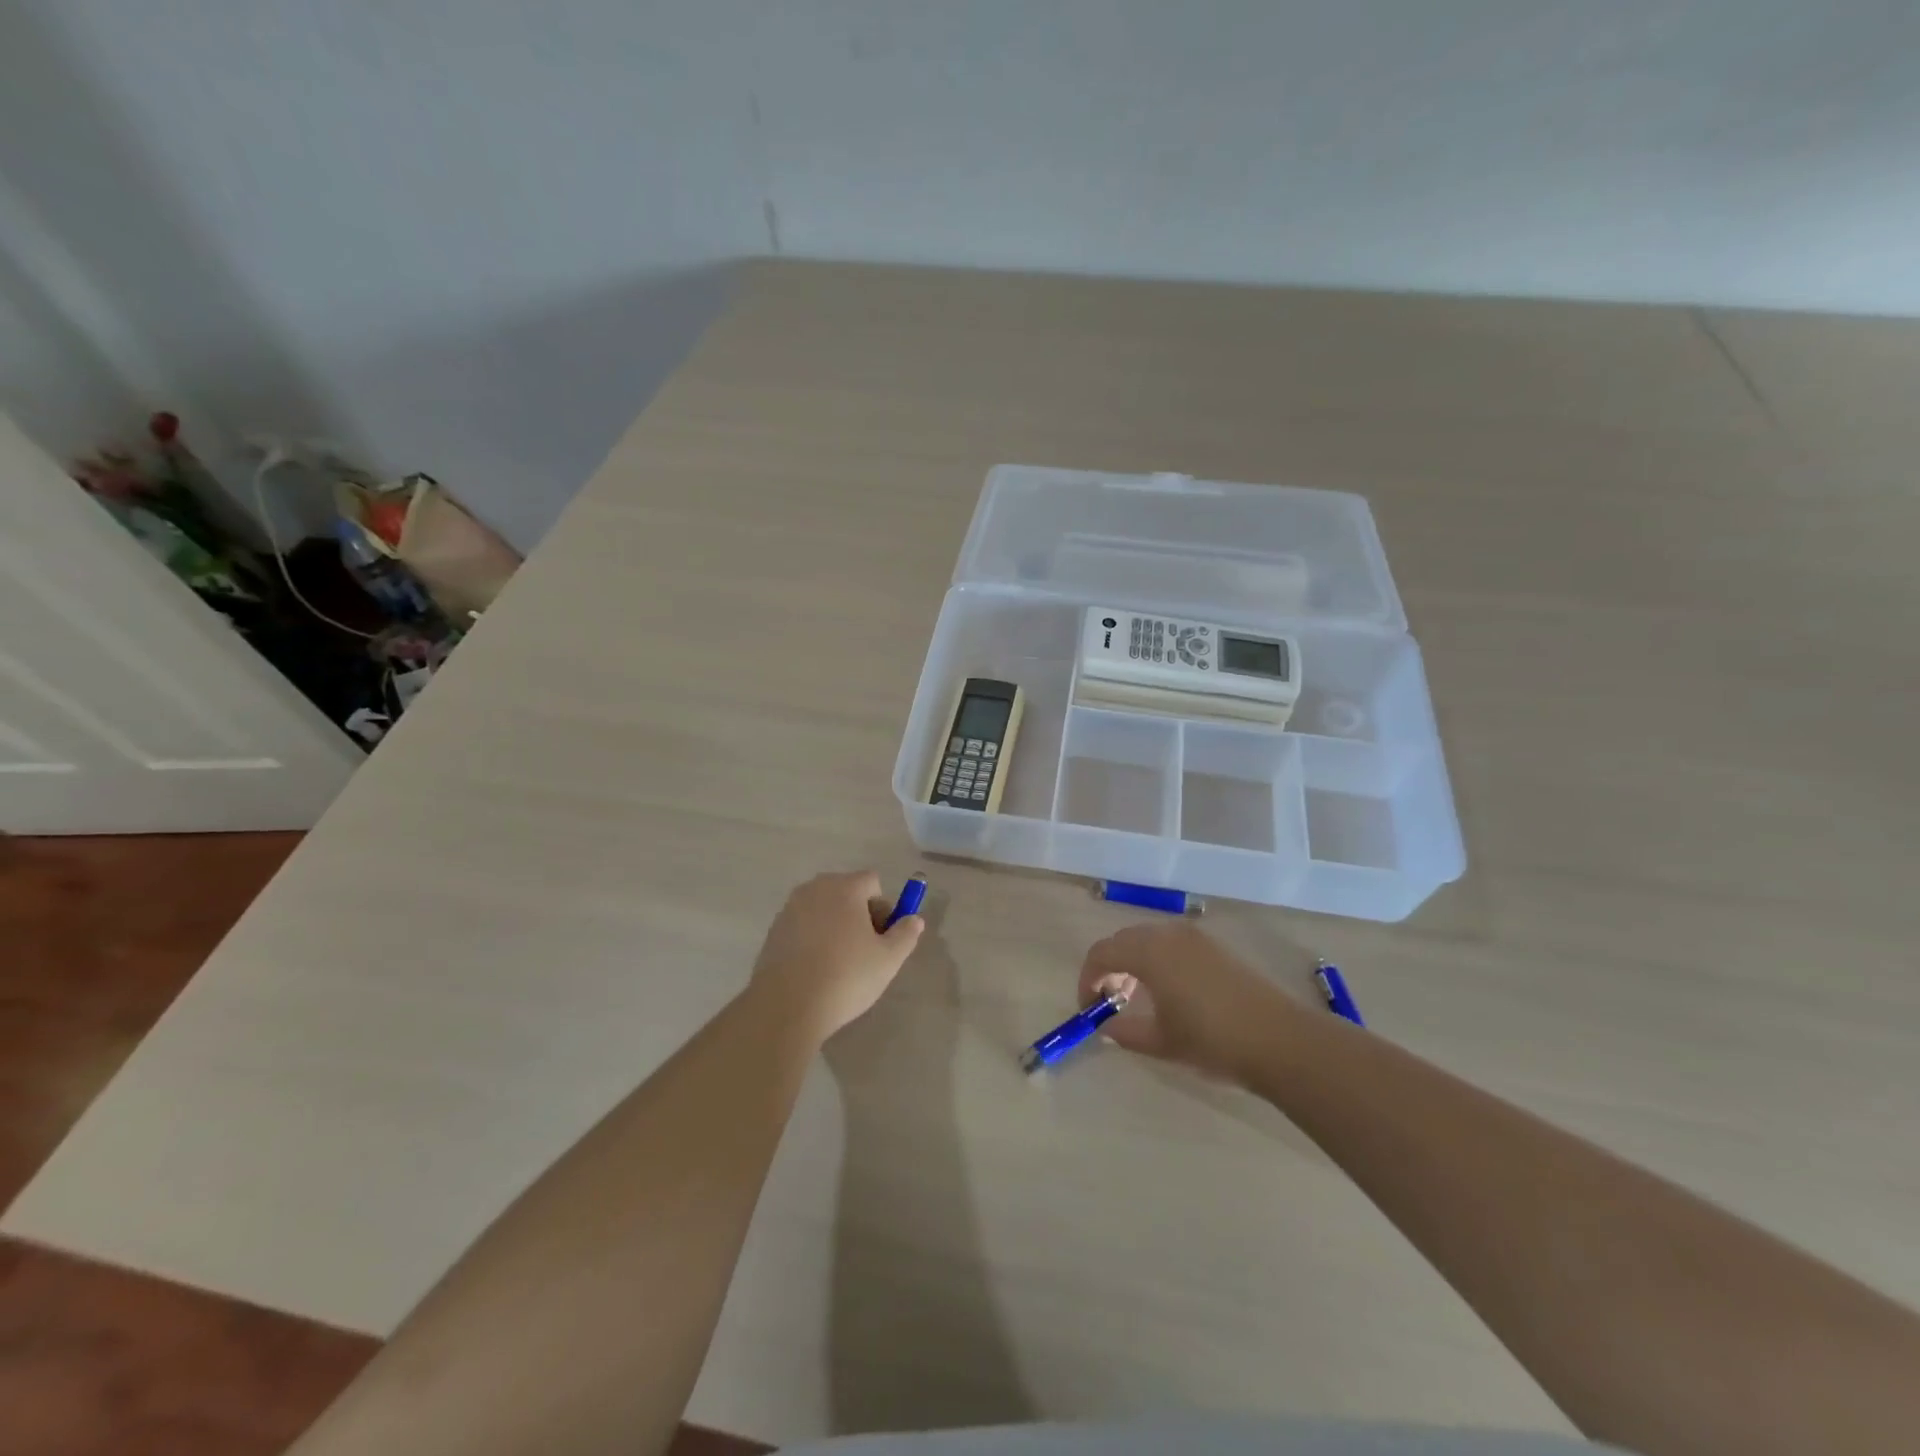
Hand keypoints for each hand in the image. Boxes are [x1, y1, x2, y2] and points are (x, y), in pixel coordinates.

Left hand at [749, 871, 924, 1042]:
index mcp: (844, 888)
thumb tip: (913, 919)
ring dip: (836, 926)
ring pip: (824, 909)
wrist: (786, 1007)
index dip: (883, 908)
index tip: (883, 938)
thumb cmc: (845, 977)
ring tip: (839, 964)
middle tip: (865, 951)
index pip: (872, 882)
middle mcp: (814, 889)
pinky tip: (816, 970)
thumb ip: (906, 934)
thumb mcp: (889, 959)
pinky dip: (814, 938)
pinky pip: (804, 926)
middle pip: (847, 892)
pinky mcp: (773, 931)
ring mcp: (790, 909)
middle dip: (860, 915)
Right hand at [1078, 922, 1302, 1083]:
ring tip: (1137, 996)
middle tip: (1109, 1002)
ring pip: (1148, 940)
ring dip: (1133, 962)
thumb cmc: (1212, 1040)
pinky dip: (1157, 960)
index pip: (1101, 953)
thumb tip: (1106, 1027)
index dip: (1088, 979)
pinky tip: (1168, 991)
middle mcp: (1168, 935)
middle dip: (1109, 967)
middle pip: (1123, 941)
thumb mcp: (1161, 1042)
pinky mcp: (1215, 947)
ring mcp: (1195, 938)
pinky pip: (1171, 944)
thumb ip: (1125, 1032)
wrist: (1280, 1040)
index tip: (1089, 1008)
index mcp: (1148, 953)